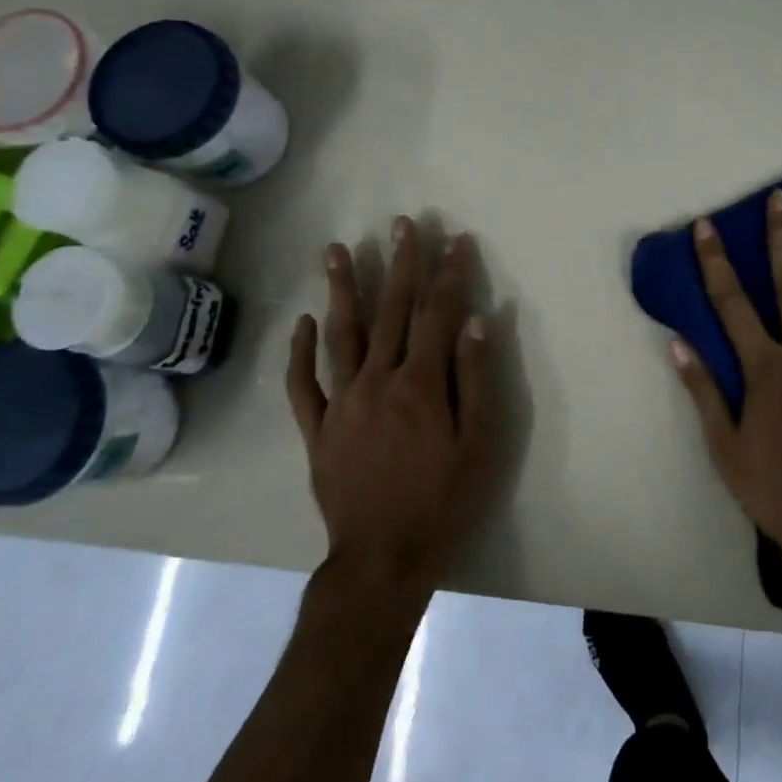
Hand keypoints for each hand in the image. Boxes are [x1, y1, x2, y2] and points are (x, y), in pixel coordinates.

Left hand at [287, 217, 497, 603]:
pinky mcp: (317, 428)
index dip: (450, 274)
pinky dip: (300, 350)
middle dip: (400, 264)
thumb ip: (476, 379)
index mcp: (421, 384)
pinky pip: (302, 383)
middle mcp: (378, 381)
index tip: (456, 240)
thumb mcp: (480, 443)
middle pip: (391, 312)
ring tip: (337, 249)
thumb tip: (475, 321)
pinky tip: (303, 320)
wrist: (383, 557)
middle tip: (402, 224)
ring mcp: (341, 403)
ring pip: (340, 334)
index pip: (439, 314)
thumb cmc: (443, 500)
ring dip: (342, 289)